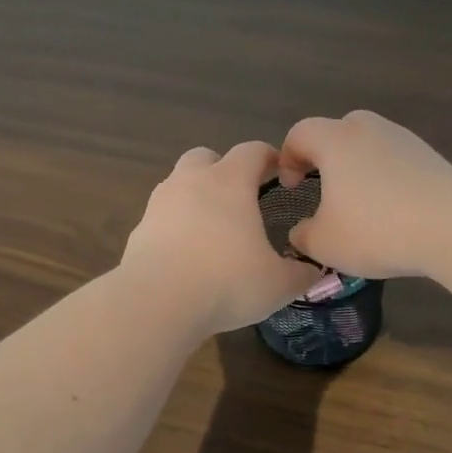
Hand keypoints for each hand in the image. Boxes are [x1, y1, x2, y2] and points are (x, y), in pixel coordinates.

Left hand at [121, 141, 321, 334]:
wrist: (157, 302)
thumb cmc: (227, 282)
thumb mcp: (278, 284)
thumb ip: (300, 274)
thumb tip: (312, 271)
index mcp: (229, 182)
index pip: (252, 151)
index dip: (268, 156)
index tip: (279, 170)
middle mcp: (191, 181)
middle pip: (205, 156)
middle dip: (222, 169)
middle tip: (239, 196)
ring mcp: (159, 204)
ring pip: (178, 184)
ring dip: (195, 196)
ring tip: (211, 227)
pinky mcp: (139, 230)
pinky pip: (161, 217)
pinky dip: (174, 226)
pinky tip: (186, 253)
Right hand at [277, 111, 451, 278]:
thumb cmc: (376, 230)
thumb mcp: (324, 244)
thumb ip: (303, 235)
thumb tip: (303, 231)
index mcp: (335, 140)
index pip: (299, 134)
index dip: (287, 159)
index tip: (291, 187)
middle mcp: (368, 128)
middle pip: (336, 132)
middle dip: (324, 158)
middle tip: (322, 189)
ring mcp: (403, 139)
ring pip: (368, 146)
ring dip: (357, 169)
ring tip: (359, 205)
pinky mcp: (430, 155)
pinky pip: (394, 161)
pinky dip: (385, 178)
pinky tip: (392, 211)